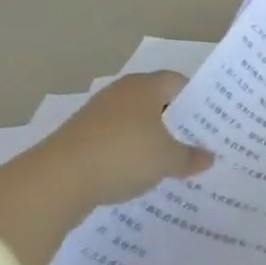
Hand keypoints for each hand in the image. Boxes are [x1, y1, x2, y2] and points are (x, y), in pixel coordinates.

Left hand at [42, 72, 213, 207]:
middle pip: (155, 101)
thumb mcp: (166, 160)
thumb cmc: (122, 156)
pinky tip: (134, 175)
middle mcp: (121, 93)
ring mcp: (96, 115)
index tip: (208, 121)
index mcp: (145, 86)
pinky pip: (112, 141)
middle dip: (173, 121)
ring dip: (148, 139)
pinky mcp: (78, 139)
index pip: (178, 82)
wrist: (56, 181)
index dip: (195, 100)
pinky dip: (125, 154)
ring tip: (167, 162)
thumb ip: (190, 157)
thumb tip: (210, 157)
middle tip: (193, 142)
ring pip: (133, 122)